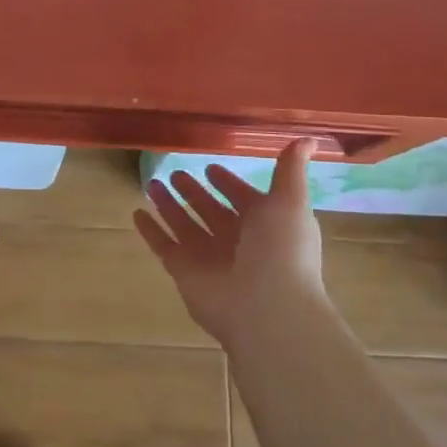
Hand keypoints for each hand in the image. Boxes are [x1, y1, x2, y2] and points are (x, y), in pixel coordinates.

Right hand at [135, 138, 326, 349]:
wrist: (267, 308)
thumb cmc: (281, 250)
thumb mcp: (290, 201)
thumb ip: (291, 170)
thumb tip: (309, 138)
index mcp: (264, 224)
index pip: (242, 198)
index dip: (229, 183)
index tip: (210, 166)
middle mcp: (236, 241)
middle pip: (210, 210)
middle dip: (194, 192)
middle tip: (176, 172)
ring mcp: (209, 257)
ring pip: (185, 225)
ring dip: (169, 205)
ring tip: (151, 183)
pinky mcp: (185, 272)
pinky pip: (164, 246)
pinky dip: (151, 231)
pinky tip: (137, 213)